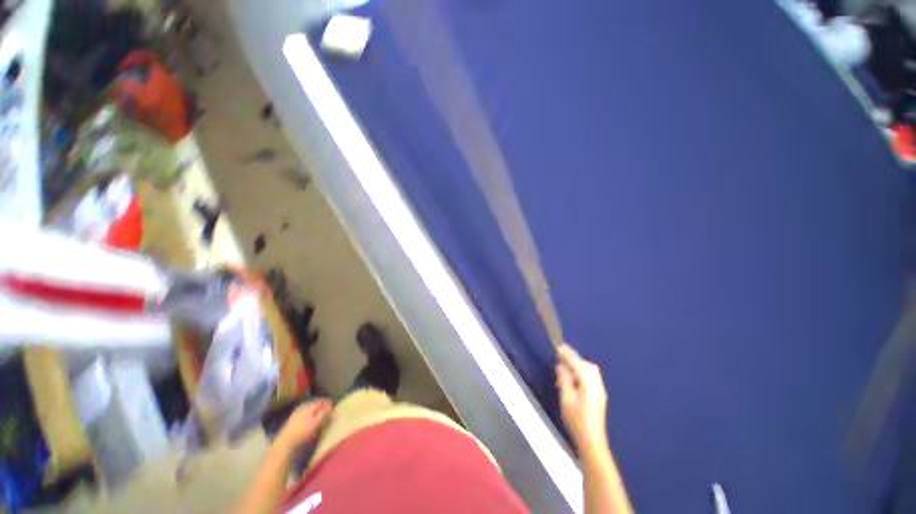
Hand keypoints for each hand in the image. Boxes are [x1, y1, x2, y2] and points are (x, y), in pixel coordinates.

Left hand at [276, 399, 332, 449]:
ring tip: (319, 413)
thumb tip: (330, 404)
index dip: (328, 402)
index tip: (333, 405)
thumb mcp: (316, 423)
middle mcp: (304, 405)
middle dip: (321, 404)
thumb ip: (324, 412)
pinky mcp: (292, 417)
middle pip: (315, 402)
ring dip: (315, 408)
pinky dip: (309, 412)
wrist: (285, 441)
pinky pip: (304, 411)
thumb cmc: (303, 432)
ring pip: (309, 406)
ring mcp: (297, 411)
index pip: (322, 400)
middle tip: (327, 409)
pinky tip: (309, 418)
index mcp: (310, 405)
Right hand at [556, 344, 607, 450]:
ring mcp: (600, 389)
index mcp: (589, 383)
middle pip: (587, 365)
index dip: (568, 355)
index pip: (577, 364)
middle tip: (561, 356)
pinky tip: (574, 377)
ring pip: (591, 370)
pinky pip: (591, 376)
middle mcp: (597, 384)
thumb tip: (562, 366)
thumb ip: (564, 379)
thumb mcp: (566, 398)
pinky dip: (582, 372)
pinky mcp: (599, 395)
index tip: (559, 347)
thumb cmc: (577, 420)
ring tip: (566, 366)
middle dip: (574, 359)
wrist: (592, 440)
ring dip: (579, 365)